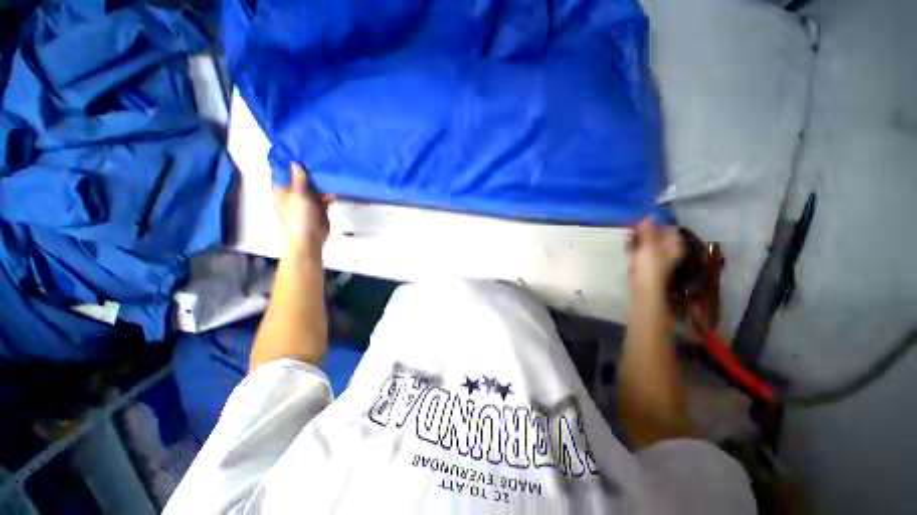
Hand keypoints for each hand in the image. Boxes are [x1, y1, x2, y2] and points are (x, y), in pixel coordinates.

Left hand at [273, 163, 334, 260]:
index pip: (284, 172)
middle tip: (319, 156)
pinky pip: (324, 197)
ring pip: (314, 187)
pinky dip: (329, 192)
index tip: (299, 150)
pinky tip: (336, 185)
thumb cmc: (299, 219)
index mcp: (283, 191)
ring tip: (330, 167)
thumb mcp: (298, 196)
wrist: (310, 240)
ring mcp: (307, 201)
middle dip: (309, 170)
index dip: (290, 162)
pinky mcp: (320, 208)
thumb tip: (295, 163)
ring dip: (321, 181)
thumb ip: (299, 180)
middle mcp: (294, 194)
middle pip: (301, 179)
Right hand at [626, 218, 684, 296]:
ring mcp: (656, 254)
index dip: (656, 221)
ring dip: (637, 237)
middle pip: (656, 233)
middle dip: (644, 229)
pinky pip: (640, 247)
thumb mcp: (649, 245)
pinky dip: (634, 245)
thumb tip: (649, 213)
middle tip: (633, 228)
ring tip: (629, 237)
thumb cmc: (650, 266)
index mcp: (673, 243)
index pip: (667, 227)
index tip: (642, 218)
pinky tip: (628, 245)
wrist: (643, 286)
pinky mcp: (645, 259)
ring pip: (646, 240)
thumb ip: (648, 229)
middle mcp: (667, 247)